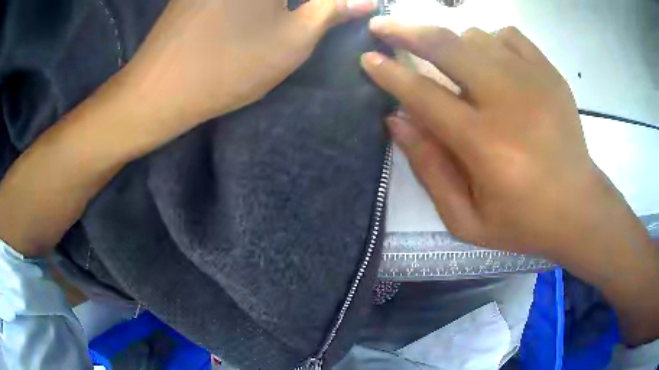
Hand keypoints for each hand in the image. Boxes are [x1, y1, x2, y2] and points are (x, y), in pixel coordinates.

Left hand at [0, 0, 376, 256]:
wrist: (157, 91)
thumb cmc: (228, 67)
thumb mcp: (292, 41)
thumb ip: (331, 11)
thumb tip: (365, 1)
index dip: (330, 3)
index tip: (344, 11)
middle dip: (310, 5)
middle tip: (326, 15)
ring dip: (287, 6)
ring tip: (301, 17)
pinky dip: (262, 6)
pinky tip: (264, 16)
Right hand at [360, 19, 658, 343]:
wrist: (579, 208)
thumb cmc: (523, 222)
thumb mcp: (467, 219)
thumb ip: (429, 170)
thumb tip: (397, 121)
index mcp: (484, 144)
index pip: (422, 94)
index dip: (389, 73)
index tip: (367, 58)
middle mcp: (507, 101)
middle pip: (446, 46)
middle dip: (407, 31)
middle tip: (384, 27)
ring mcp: (533, 80)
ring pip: (475, 35)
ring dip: (453, 44)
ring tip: (450, 61)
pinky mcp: (550, 74)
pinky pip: (508, 35)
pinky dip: (490, 40)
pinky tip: (491, 61)